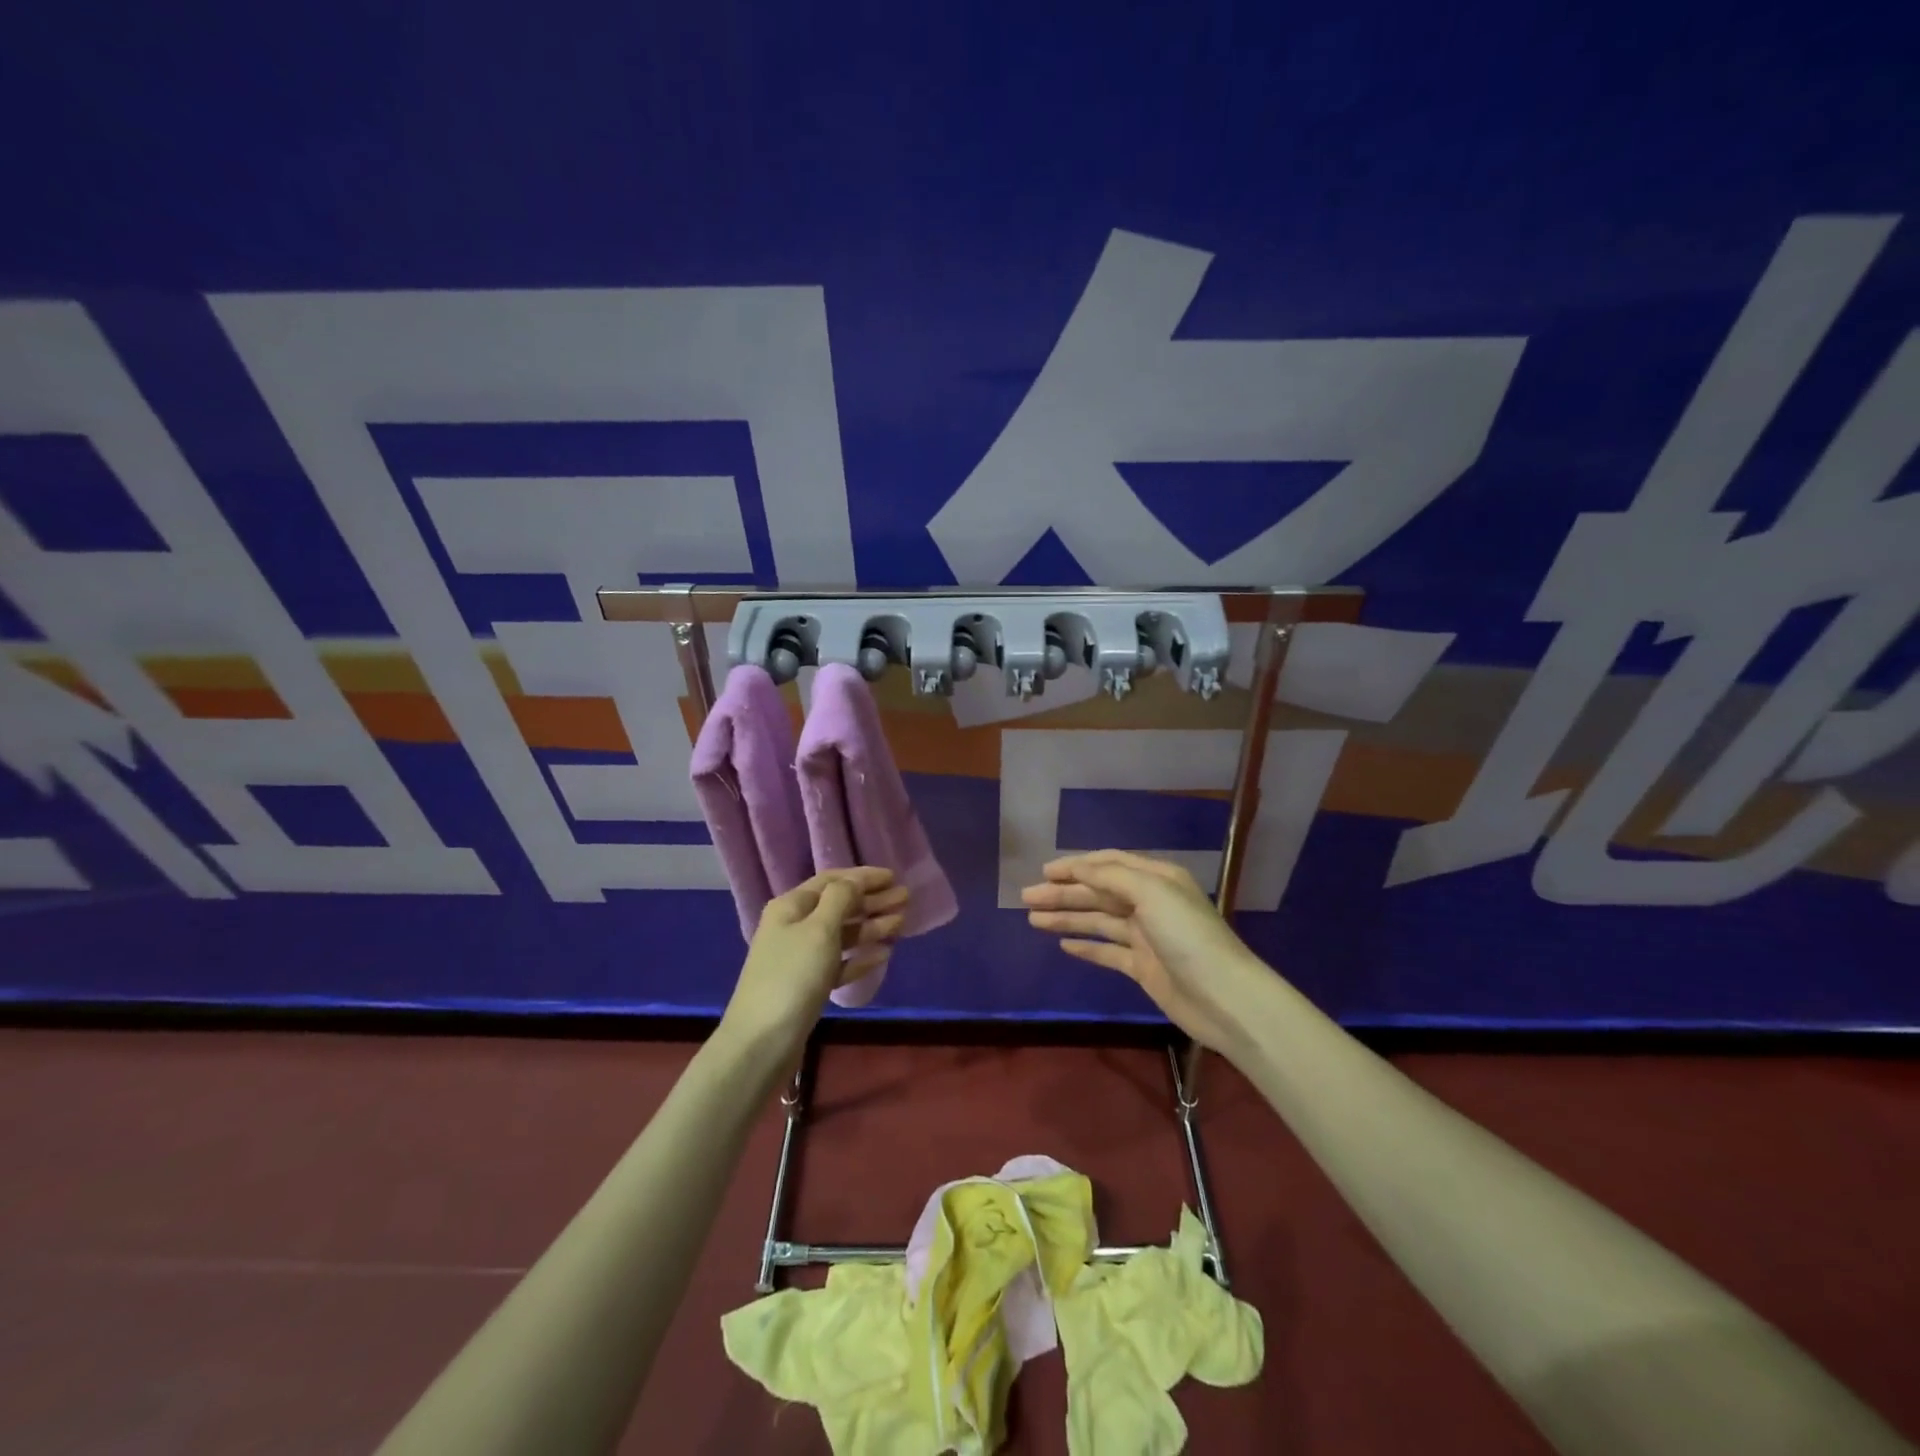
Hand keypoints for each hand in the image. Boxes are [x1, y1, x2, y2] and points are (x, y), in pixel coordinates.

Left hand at [722, 868, 906, 1053]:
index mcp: (791, 906)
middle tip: (905, 898)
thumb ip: (840, 899)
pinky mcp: (809, 986)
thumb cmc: (792, 976)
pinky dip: (860, 956)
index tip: (893, 877)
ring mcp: (801, 958)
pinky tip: (883, 955)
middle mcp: (794, 927)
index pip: (831, 880)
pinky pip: (840, 963)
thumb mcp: (819, 930)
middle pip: (839, 906)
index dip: (862, 876)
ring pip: (842, 934)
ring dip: (871, 926)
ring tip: (901, 922)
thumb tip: (854, 881)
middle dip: (872, 900)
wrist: (762, 1041)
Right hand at [1022, 850, 1269, 1056]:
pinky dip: (1086, 946)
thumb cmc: (1187, 936)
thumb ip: (1110, 877)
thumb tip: (1076, 868)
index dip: (1076, 866)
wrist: (1224, 997)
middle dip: (1063, 893)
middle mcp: (1150, 903)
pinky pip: (1107, 951)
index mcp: (1156, 878)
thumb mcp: (1150, 893)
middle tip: (1026, 897)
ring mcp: (1145, 937)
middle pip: (1098, 893)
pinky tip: (1063, 945)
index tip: (1044, 871)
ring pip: (1098, 921)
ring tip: (1033, 920)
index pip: (1108, 864)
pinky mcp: (1143, 967)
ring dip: (1066, 918)